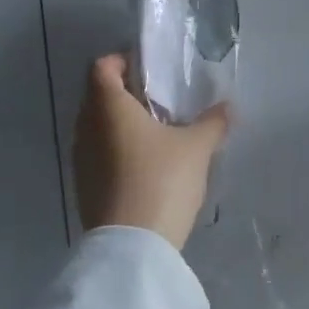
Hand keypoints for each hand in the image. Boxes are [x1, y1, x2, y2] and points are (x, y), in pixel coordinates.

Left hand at [74, 54, 231, 250]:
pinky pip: (99, 154)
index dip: (123, 62)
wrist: (133, 246)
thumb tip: (227, 107)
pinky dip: (117, 151)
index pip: (102, 67)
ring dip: (121, 125)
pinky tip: (146, 166)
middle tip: (160, 102)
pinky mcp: (84, 186)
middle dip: (126, 94)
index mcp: (108, 107)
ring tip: (157, 135)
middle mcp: (86, 127)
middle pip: (98, 96)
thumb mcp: (197, 148)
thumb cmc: (161, 181)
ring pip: (98, 127)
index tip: (150, 72)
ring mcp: (82, 159)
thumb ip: (212, 122)